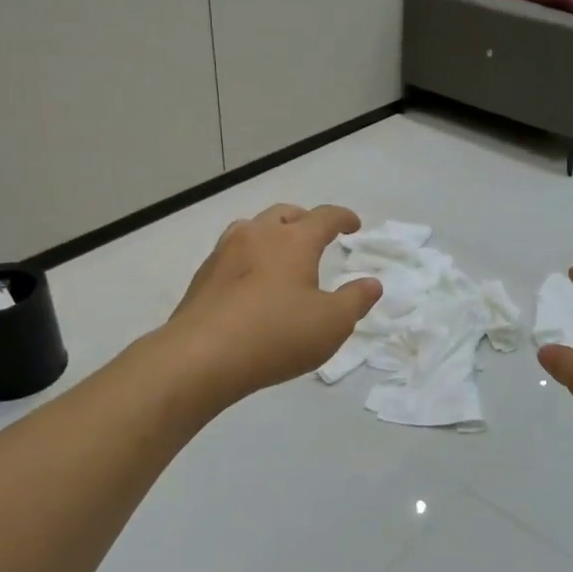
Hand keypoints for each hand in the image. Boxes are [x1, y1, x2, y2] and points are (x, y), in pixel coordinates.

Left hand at [164, 203, 380, 403]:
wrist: (200, 357)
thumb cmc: (276, 335)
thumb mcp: (332, 323)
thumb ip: (356, 300)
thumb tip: (372, 283)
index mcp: (293, 241)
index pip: (324, 217)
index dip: (343, 218)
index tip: (353, 225)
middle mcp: (257, 236)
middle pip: (285, 214)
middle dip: (305, 220)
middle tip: (317, 236)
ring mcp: (224, 253)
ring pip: (252, 229)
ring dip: (272, 234)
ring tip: (281, 254)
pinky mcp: (202, 277)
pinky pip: (231, 254)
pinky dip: (249, 258)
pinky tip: (250, 283)